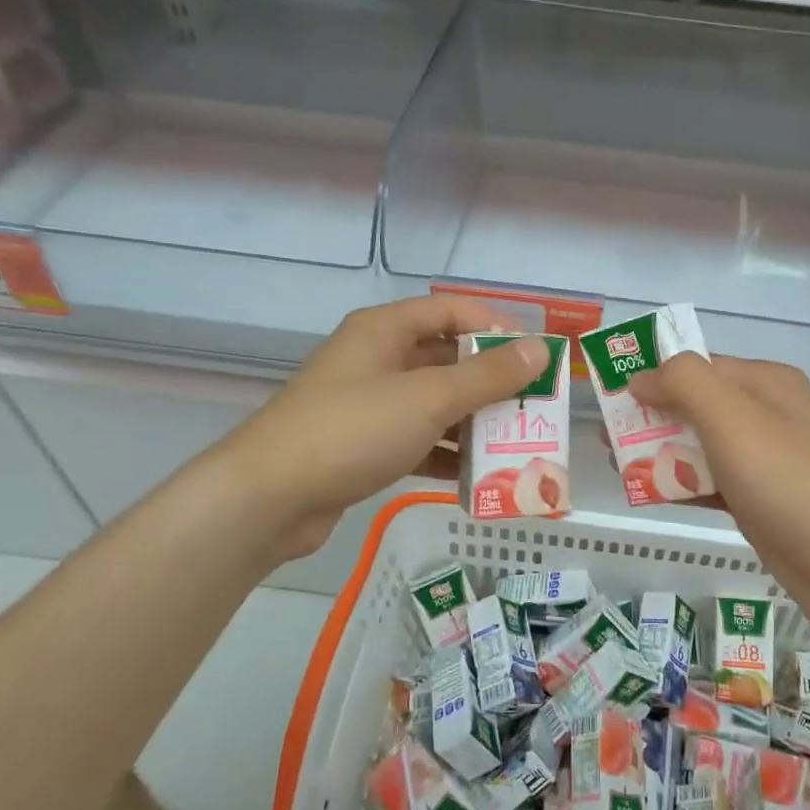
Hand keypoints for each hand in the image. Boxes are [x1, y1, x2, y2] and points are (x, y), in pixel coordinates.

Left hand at [237, 296, 549, 559]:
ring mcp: (368, 405)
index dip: (496, 326)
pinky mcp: (364, 446)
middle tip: (532, 405)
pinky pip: (417, 439)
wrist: (269, 498)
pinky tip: (477, 477)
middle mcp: (376, 360)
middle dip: (491, 381)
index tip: (535, 355)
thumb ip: (487, 375)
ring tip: (515, 443)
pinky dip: (446, 453)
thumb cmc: (352, 431)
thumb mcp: (427, 399)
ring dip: (473, 421)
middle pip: (446, 358)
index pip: (451, 311)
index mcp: (384, 331)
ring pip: (434, 403)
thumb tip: (539, 350)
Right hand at [628, 354, 809, 643]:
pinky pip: (711, 482)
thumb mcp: (732, 416)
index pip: (696, 366)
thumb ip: (684, 383)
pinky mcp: (760, 502)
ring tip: (617, 468)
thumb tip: (642, 377)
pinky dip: (682, 485)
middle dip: (649, 419)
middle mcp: (765, 415)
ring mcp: (764, 461)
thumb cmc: (789, 479)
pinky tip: (651, 494)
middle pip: (695, 406)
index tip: (609, 399)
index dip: (652, 377)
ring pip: (700, 446)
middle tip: (606, 441)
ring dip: (660, 453)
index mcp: (763, 383)